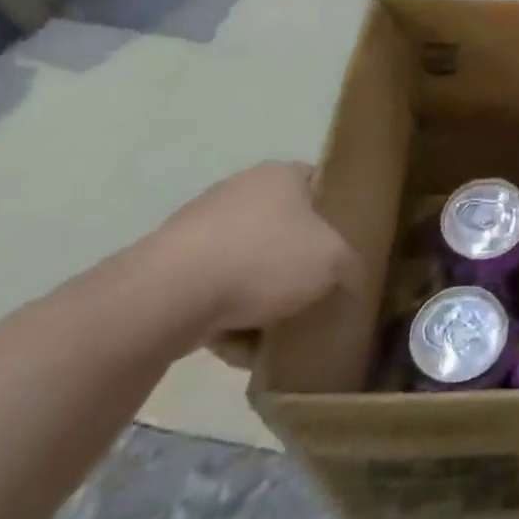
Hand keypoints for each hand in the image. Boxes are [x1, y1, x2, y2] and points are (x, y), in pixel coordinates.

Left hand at [150, 162, 362, 343]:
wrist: (167, 296)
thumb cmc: (264, 259)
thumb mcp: (334, 262)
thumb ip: (351, 266)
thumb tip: (348, 280)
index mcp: (281, 174)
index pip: (320, 184)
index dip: (336, 214)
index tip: (344, 247)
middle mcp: (240, 188)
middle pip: (283, 226)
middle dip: (296, 261)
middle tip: (315, 291)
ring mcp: (198, 226)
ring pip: (247, 261)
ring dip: (261, 293)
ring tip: (275, 328)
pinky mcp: (167, 266)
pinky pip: (213, 290)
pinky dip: (227, 314)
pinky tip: (239, 343)